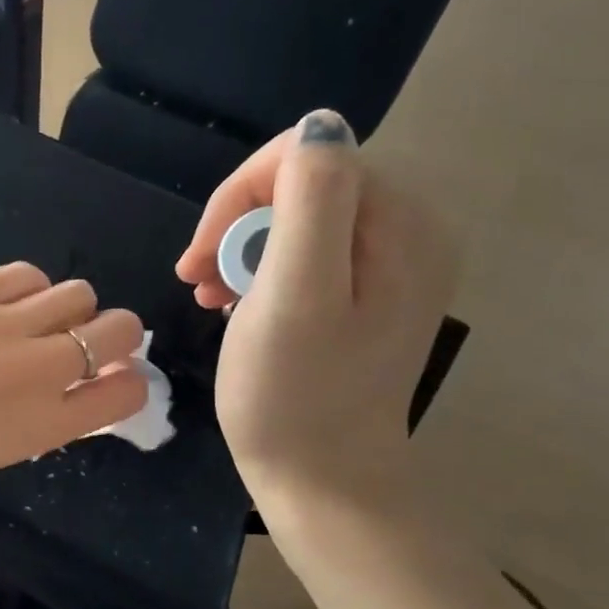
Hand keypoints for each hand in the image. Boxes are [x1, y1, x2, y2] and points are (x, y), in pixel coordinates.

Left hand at [0, 263, 146, 518]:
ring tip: (32, 318)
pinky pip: (26, 273)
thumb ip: (45, 418)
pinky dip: (25, 288)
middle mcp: (39, 370)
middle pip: (119, 328)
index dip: (127, 377)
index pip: (128, 390)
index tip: (110, 372)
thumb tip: (74, 387)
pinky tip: (1, 303)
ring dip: (67, 307)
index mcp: (47, 424)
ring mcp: (3, 325)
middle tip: (83, 336)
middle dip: (113, 333)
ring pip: (77, 293)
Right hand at [175, 110, 455, 522]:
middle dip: (239, 225)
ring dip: (242, 249)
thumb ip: (311, 203)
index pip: (309, 157)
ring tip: (210, 294)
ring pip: (296, 218)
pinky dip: (261, 271)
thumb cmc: (295, 396)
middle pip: (303, 184)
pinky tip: (236, 302)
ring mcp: (390, 266)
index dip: (243, 195)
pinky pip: (305, 252)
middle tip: (200, 279)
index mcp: (401, 226)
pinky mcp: (366, 294)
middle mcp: (409, 233)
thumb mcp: (295, 295)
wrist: (323, 481)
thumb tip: (318, 127)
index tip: (202, 255)